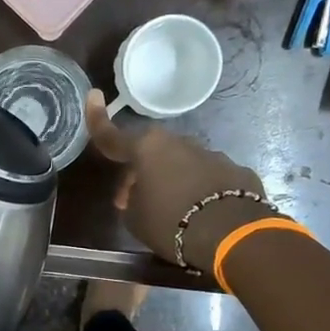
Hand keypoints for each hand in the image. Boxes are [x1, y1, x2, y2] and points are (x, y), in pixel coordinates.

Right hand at [86, 90, 272, 270]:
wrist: (229, 234)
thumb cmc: (169, 223)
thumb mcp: (135, 218)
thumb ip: (131, 200)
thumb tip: (138, 194)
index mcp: (146, 149)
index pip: (113, 136)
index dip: (97, 118)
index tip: (93, 96)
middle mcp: (178, 143)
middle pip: (151, 153)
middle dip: (140, 171)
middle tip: (133, 199)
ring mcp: (211, 155)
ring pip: (181, 164)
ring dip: (172, 180)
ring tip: (172, 210)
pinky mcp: (235, 171)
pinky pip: (208, 178)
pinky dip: (200, 190)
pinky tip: (202, 212)